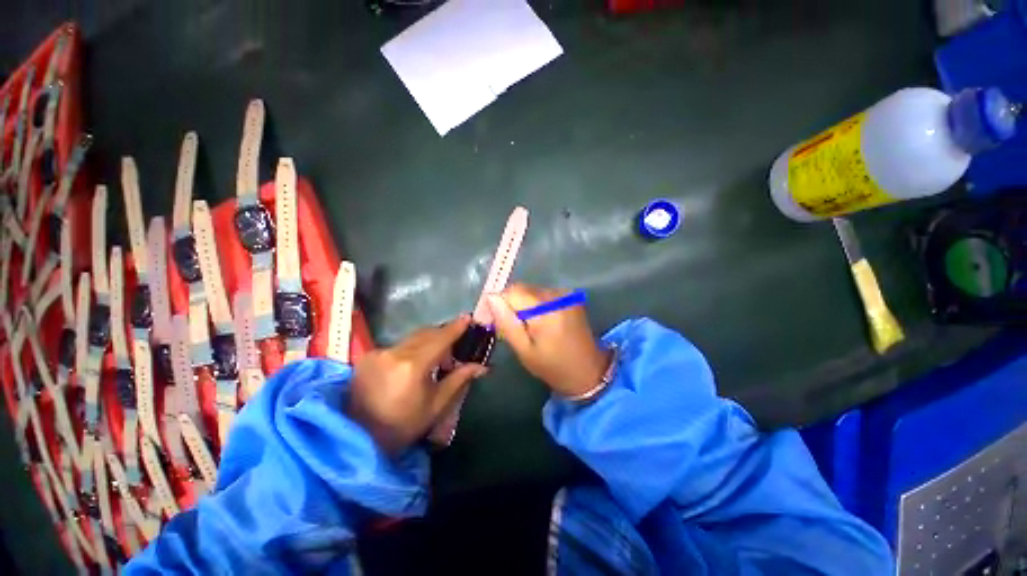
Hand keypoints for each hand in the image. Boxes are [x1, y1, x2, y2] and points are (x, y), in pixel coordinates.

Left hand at [347, 315, 486, 454]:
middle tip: (454, 349)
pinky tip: (414, 365)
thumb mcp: (436, 405)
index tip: (468, 318)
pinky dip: (412, 349)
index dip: (456, 328)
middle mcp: (394, 353)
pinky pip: (398, 345)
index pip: (440, 339)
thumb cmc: (403, 425)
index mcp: (413, 365)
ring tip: (436, 360)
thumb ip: (459, 379)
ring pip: (412, 338)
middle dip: (443, 336)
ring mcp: (378, 353)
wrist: (358, 439)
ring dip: (428, 342)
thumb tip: (481, 366)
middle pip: (426, 334)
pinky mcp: (368, 357)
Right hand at [486, 284, 610, 397]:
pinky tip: (542, 322)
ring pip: (531, 291)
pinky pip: (543, 294)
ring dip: (525, 305)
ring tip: (530, 328)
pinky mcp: (571, 296)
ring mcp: (566, 294)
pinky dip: (537, 305)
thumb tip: (490, 297)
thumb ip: (506, 322)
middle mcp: (557, 295)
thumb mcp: (524, 350)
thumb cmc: (552, 366)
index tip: (498, 322)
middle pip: (522, 289)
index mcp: (545, 310)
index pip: (511, 292)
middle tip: (514, 328)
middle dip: (512, 305)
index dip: (500, 304)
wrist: (589, 371)